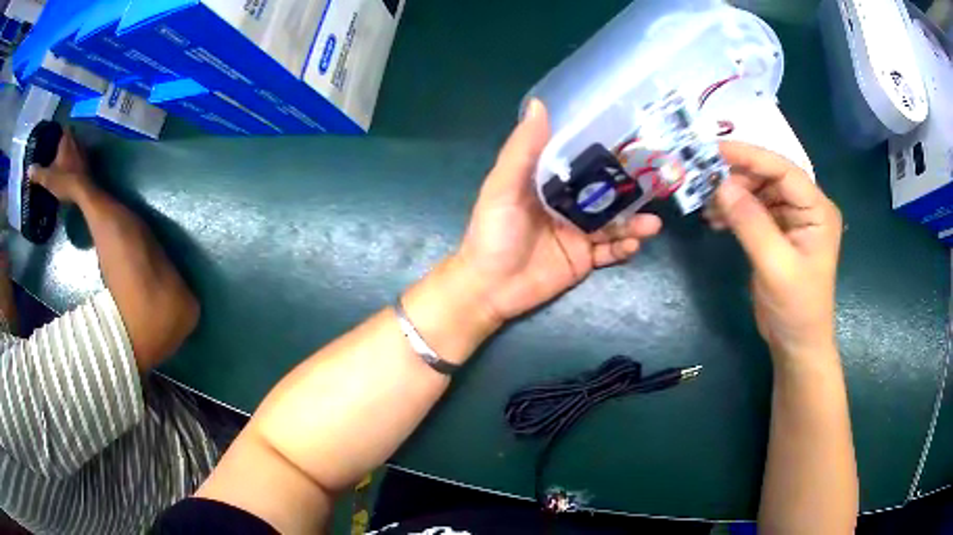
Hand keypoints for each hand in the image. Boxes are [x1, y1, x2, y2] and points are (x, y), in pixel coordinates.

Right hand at [28, 128, 92, 202]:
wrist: (83, 191)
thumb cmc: (64, 180)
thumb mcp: (48, 178)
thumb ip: (37, 173)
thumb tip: (28, 169)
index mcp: (67, 139)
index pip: (63, 128)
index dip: (57, 131)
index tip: (51, 137)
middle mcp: (76, 140)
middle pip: (68, 137)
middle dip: (61, 142)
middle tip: (52, 150)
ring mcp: (83, 151)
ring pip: (73, 147)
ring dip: (67, 152)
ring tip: (58, 160)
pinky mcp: (86, 162)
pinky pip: (77, 157)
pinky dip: (72, 161)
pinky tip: (66, 169)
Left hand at [455, 100, 661, 322]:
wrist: (489, 288)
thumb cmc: (492, 232)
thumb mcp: (503, 186)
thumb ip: (523, 149)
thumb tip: (539, 104)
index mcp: (549, 182)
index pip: (583, 159)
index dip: (607, 149)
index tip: (635, 138)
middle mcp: (568, 203)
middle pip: (606, 191)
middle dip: (632, 188)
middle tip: (659, 182)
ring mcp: (578, 232)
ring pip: (614, 222)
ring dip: (635, 222)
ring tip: (652, 224)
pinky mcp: (583, 259)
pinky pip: (610, 251)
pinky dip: (624, 247)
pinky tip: (634, 244)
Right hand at [705, 141, 842, 360]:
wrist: (796, 344)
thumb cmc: (796, 308)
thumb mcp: (775, 266)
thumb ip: (751, 224)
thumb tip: (721, 186)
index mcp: (817, 210)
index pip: (784, 170)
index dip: (750, 156)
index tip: (714, 150)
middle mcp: (806, 207)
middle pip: (769, 177)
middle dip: (737, 177)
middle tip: (705, 182)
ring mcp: (792, 219)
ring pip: (758, 191)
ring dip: (732, 194)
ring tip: (707, 204)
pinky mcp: (778, 232)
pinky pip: (753, 210)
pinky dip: (734, 211)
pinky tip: (716, 219)